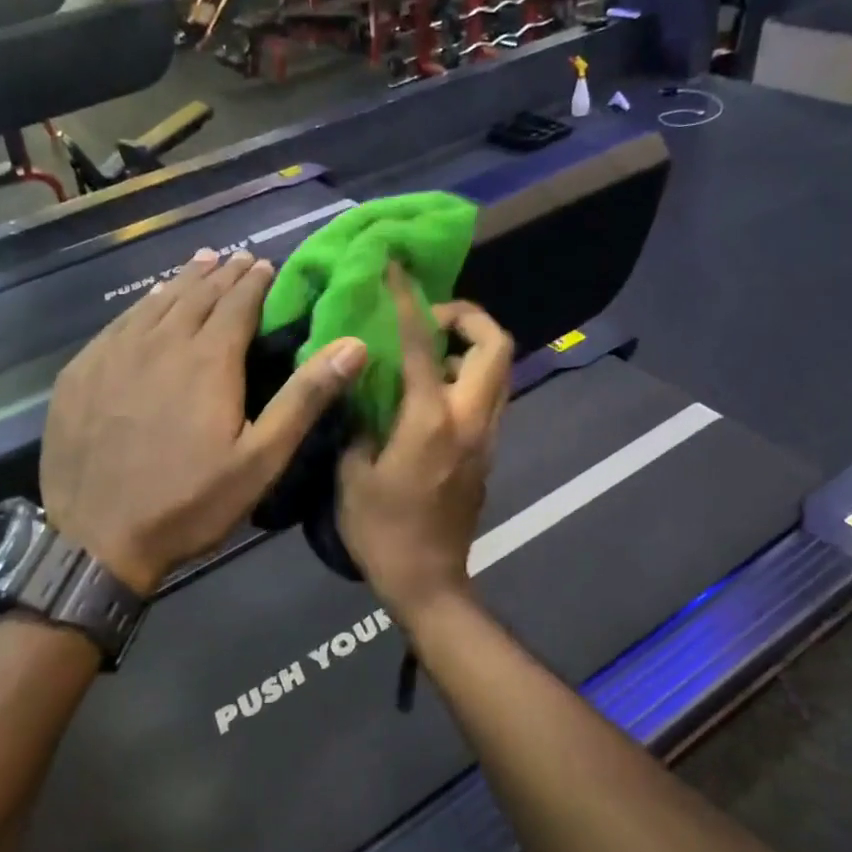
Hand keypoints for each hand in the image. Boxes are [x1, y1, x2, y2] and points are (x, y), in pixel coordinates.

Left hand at [42, 248, 367, 594]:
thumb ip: (305, 398)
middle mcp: (160, 343)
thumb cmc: (190, 503)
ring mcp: (113, 354)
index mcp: (208, 360)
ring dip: (182, 281)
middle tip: (237, 259)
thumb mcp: (261, 459)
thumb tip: (353, 345)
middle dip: (221, 274)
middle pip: (195, 294)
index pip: (236, 303)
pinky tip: (147, 306)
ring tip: (200, 263)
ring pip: (154, 303)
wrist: (97, 538)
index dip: (253, 281)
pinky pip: (118, 324)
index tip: (265, 264)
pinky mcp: (81, 373)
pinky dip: (141, 306)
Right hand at [338, 268, 512, 621]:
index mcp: (430, 420)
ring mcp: (486, 437)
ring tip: (427, 354)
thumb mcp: (352, 475)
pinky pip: (488, 398)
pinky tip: (428, 395)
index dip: (409, 300)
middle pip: (496, 344)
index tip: (397, 269)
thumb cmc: (382, 532)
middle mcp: (470, 419)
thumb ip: (358, 424)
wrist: (428, 581)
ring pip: (499, 371)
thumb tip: (362, 394)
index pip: (422, 344)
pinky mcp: (488, 454)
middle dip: (468, 316)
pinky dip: (467, 378)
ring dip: (471, 347)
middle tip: (429, 320)